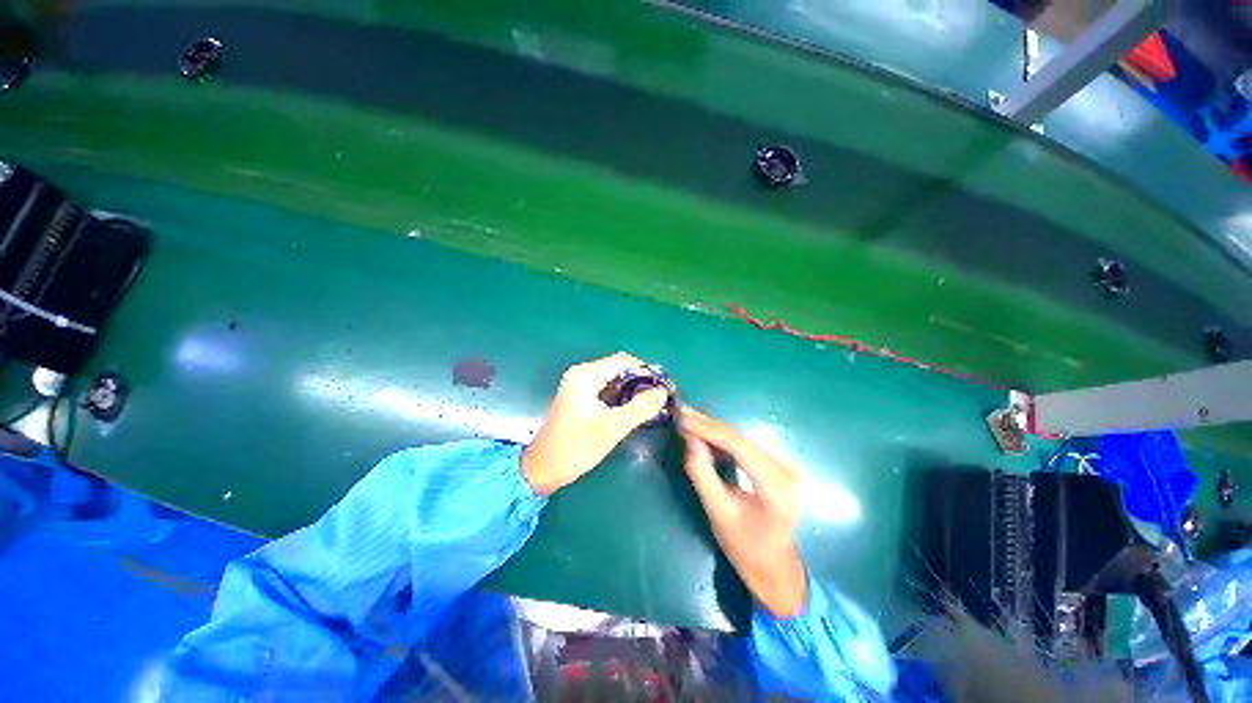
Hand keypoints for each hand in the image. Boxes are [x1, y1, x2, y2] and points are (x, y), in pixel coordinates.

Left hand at [521, 353, 667, 495]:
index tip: (664, 386)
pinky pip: (607, 390)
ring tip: (651, 404)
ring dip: (632, 389)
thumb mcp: (612, 428)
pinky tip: (634, 409)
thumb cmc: (575, 447)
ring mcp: (579, 387)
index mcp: (585, 376)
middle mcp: (581, 375)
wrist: (543, 470)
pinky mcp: (580, 399)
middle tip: (660, 397)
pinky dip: (622, 397)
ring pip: (614, 380)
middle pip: (619, 368)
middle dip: (640, 380)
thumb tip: (662, 393)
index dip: (646, 371)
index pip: (623, 361)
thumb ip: (640, 408)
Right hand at [679, 406, 806, 617]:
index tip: (683, 418)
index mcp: (776, 487)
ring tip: (687, 420)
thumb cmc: (746, 548)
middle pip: (741, 438)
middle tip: (681, 413)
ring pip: (742, 438)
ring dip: (713, 429)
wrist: (776, 569)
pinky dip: (722, 439)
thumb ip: (702, 474)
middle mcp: (786, 470)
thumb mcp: (718, 513)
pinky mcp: (777, 465)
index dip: (709, 429)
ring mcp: (785, 466)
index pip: (740, 447)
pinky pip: (745, 445)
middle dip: (708, 425)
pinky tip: (704, 433)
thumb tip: (689, 439)